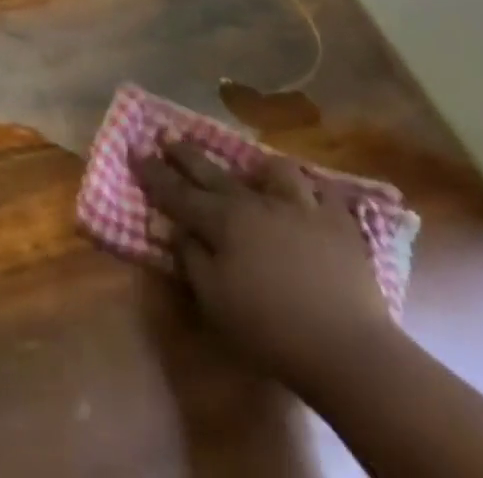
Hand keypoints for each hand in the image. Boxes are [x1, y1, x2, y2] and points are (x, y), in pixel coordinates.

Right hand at [134, 139, 395, 393]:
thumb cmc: (271, 328)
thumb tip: (175, 227)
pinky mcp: (336, 220)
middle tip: (167, 135)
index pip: (178, 192)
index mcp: (222, 220)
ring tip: (256, 171)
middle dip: (186, 153)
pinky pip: (321, 191)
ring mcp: (298, 205)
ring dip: (259, 169)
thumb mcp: (215, 300)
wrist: (347, 348)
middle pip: (213, 171)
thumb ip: (191, 259)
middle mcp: (255, 202)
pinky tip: (309, 194)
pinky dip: (311, 190)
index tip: (135, 150)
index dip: (154, 172)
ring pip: (273, 171)